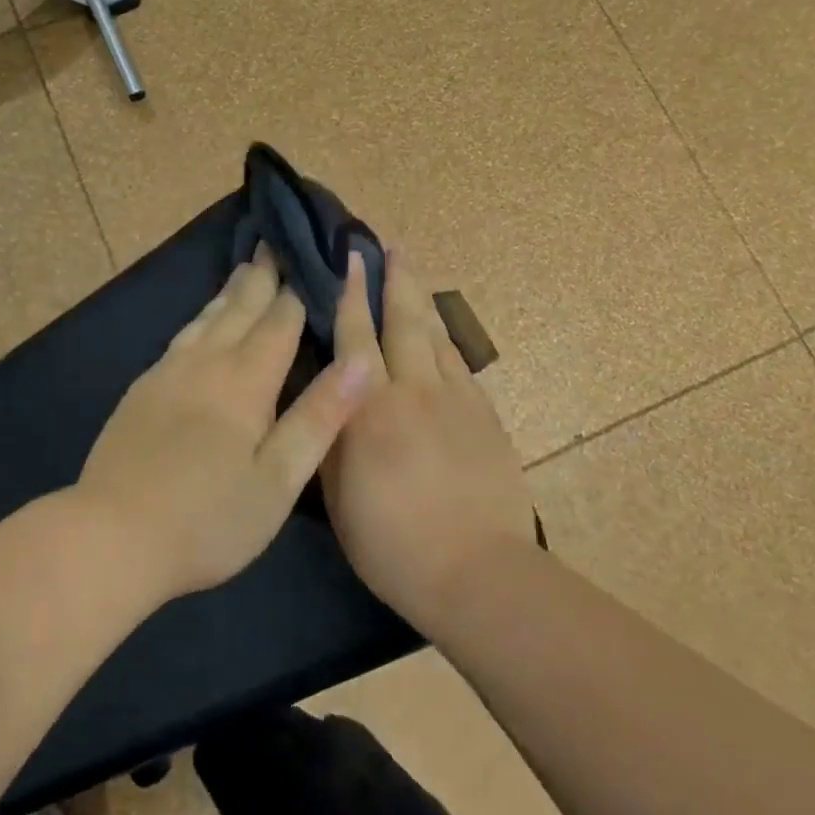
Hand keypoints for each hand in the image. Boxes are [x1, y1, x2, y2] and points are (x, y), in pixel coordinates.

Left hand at [76, 247, 373, 600]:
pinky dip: (201, 316)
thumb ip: (319, 417)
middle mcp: (207, 363)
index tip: (314, 258)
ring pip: (207, 317)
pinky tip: (201, 321)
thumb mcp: (278, 479)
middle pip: (240, 308)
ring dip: (231, 290)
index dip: (299, 290)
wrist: (111, 536)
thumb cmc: (208, 518)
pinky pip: (182, 336)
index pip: (280, 322)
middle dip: (263, 276)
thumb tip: (359, 361)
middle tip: (276, 243)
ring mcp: (169, 373)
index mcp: (246, 381)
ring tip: (245, 267)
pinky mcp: (143, 389)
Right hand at [322, 248, 537, 624]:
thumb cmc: (392, 543)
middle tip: (390, 243)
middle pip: (404, 321)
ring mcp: (456, 400)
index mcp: (370, 409)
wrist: (477, 571)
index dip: (350, 293)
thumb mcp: (338, 496)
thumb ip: (333, 437)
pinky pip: (461, 365)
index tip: (349, 257)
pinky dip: (446, 340)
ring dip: (422, 301)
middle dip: (395, 279)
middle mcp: (414, 390)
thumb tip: (329, 397)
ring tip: (412, 272)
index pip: (356, 337)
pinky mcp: (485, 416)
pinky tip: (441, 334)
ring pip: (436, 336)